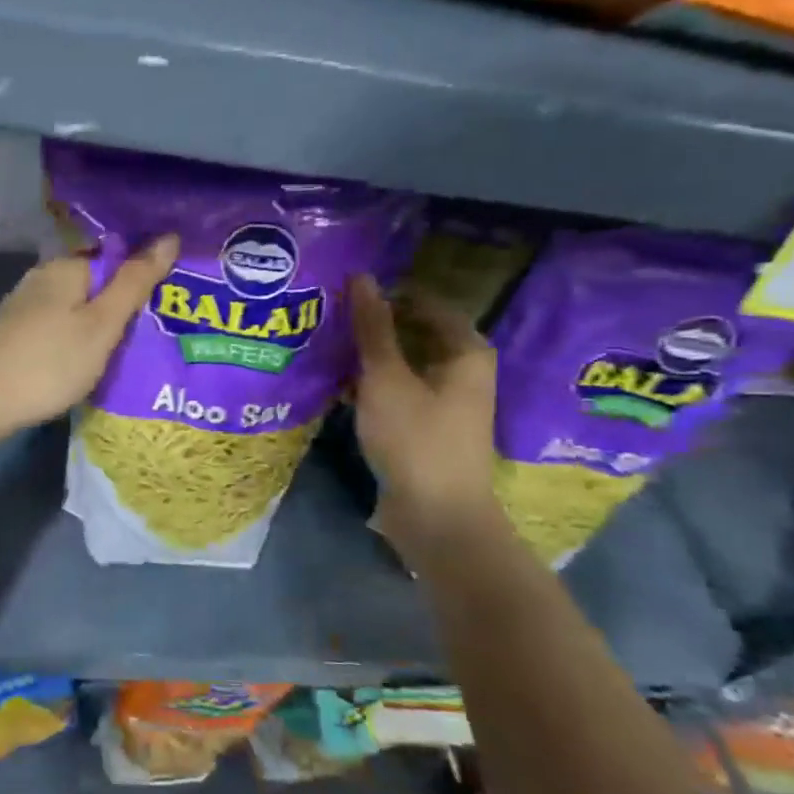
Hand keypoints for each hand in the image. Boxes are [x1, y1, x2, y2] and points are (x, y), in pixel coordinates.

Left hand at [0, 237, 178, 434]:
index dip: (143, 279)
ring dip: (100, 325)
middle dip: (122, 305)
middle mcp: (42, 278)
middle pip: (95, 284)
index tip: (168, 307)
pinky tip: (89, 361)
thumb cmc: (51, 361)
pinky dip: (78, 339)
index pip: (115, 259)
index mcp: (65, 267)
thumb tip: (169, 236)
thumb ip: (135, 282)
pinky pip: (59, 326)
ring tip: (129, 352)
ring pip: (76, 308)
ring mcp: (25, 306)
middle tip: (155, 334)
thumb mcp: (103, 323)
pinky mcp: (16, 333)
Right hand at [349, 274, 501, 547]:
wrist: (437, 516)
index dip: (387, 295)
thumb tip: (362, 278)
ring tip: (327, 347)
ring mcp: (445, 402)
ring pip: (403, 364)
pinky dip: (372, 384)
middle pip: (415, 333)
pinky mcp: (426, 427)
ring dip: (369, 357)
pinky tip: (339, 385)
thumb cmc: (416, 439)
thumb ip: (372, 329)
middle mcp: (462, 371)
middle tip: (330, 318)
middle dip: (374, 327)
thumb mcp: (386, 378)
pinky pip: (398, 391)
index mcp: (466, 351)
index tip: (344, 293)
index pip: (425, 303)